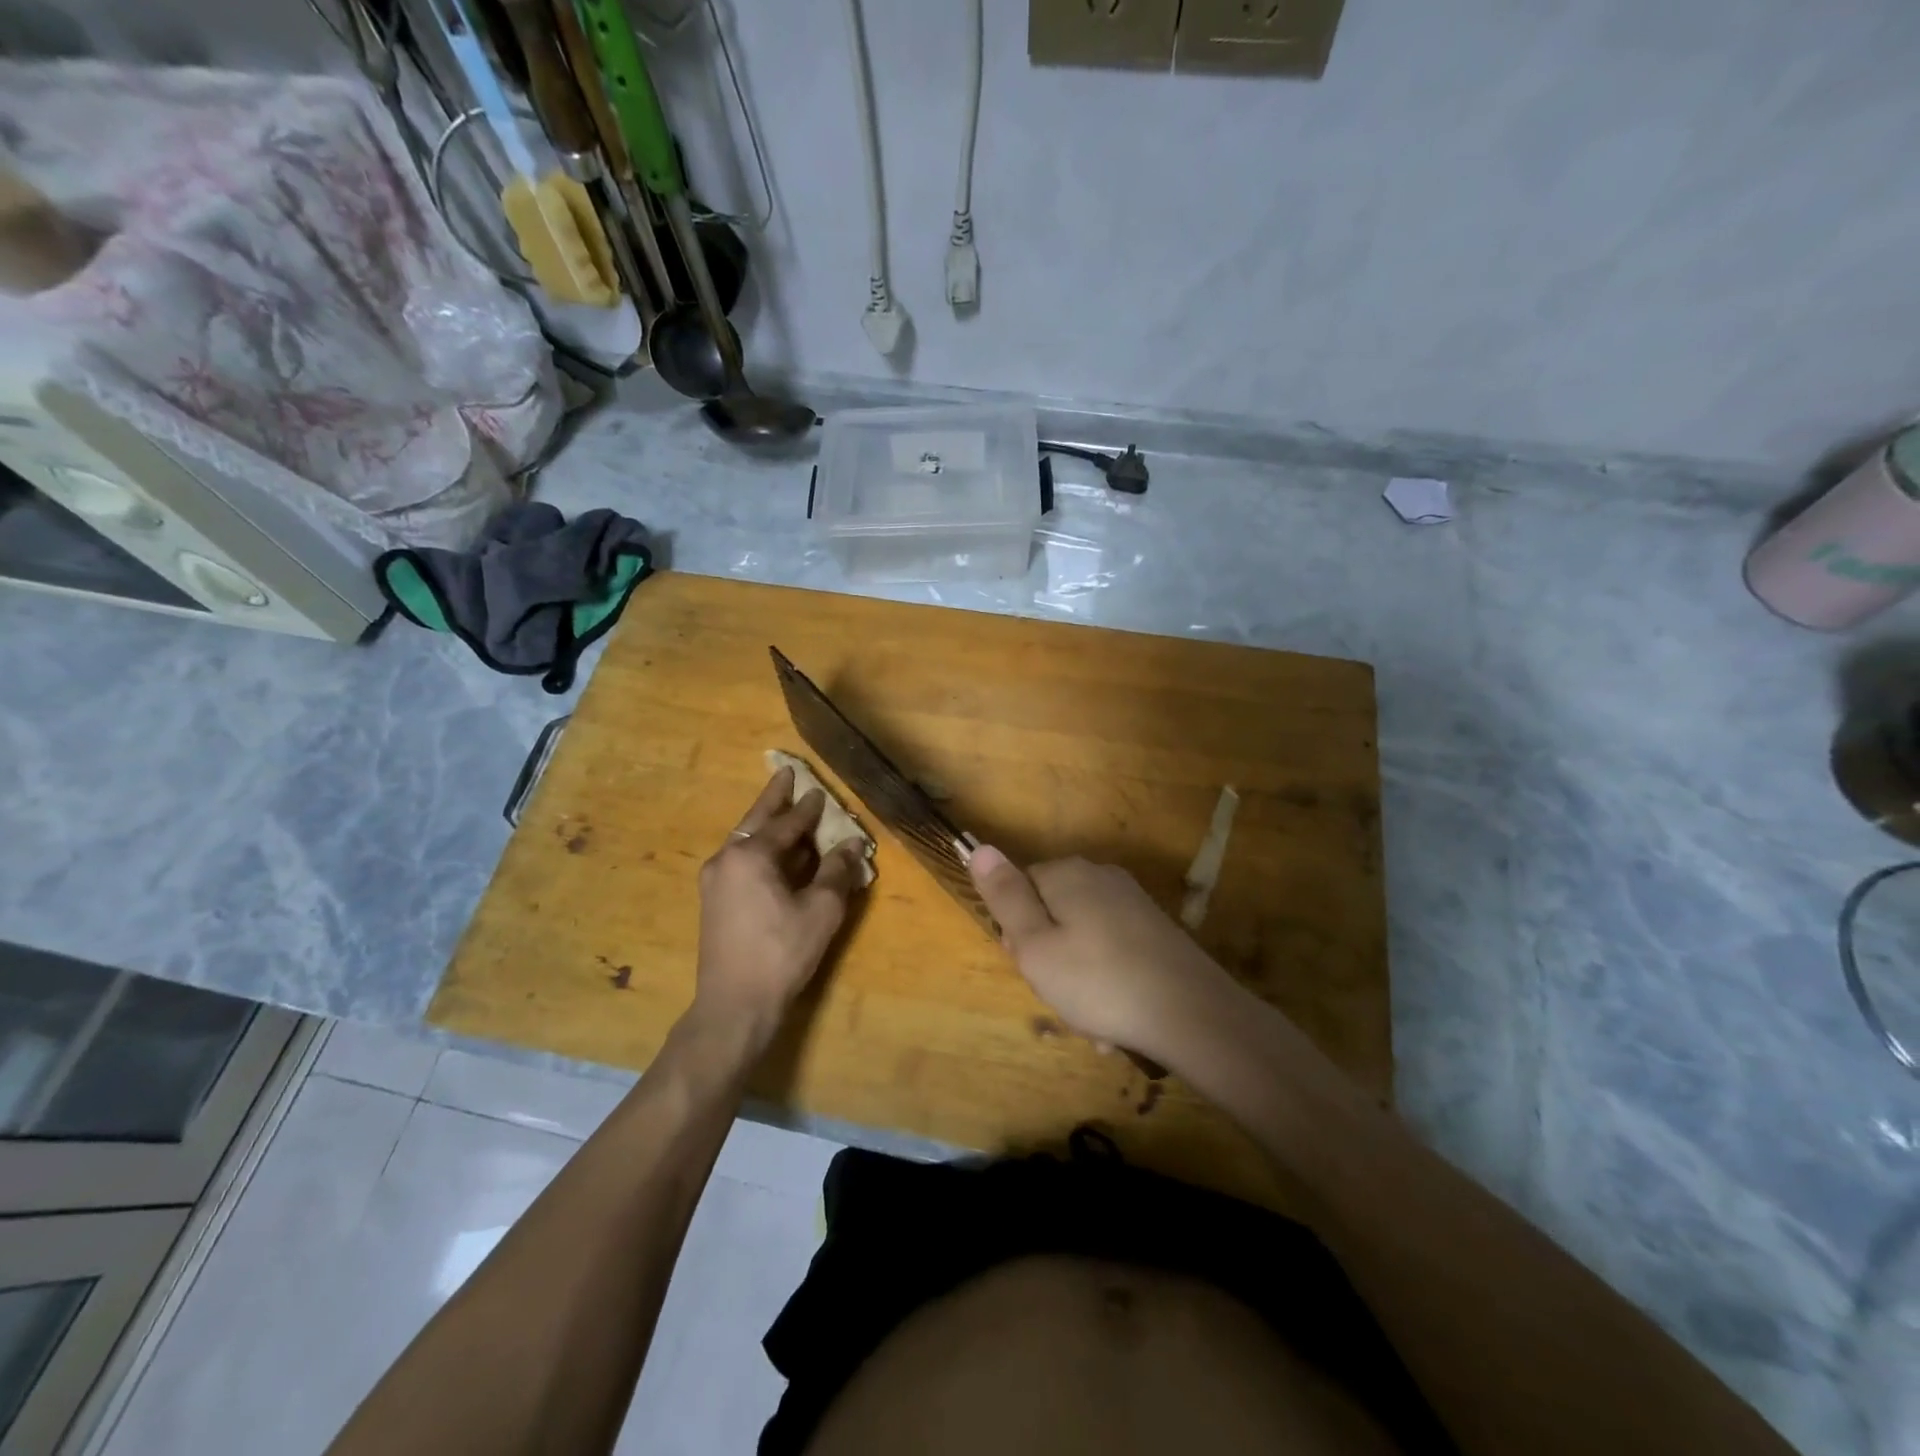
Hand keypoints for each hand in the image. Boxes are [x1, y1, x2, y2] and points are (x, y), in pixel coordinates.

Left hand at [692, 768, 866, 1046]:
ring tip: (785, 811)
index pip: (786, 823)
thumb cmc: (781, 953)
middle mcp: (726, 859)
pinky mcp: (713, 901)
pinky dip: (760, 850)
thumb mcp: (821, 910)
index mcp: (750, 855)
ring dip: (767, 825)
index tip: (820, 791)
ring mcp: (715, 881)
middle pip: (756, 821)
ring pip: (745, 841)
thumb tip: (852, 846)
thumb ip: (837, 872)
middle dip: (774, 799)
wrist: (733, 1005)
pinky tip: (776, 854)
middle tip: (786, 774)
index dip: (807, 808)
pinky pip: (741, 861)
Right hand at [968, 848, 1243, 1071]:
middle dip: (1049, 958)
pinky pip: (1111, 952)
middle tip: (1061, 995)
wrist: (1193, 1014)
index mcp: (1067, 874)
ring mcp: (1132, 902)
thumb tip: (979, 848)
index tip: (1032, 967)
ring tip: (1091, 1020)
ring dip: (1078, 980)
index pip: (1020, 891)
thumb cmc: (1099, 982)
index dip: (1019, 934)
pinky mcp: (1155, 929)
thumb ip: (1005, 898)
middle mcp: (1100, 876)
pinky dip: (1106, 981)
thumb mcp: (1036, 946)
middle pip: (1051, 914)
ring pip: (1081, 939)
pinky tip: (1115, 1019)